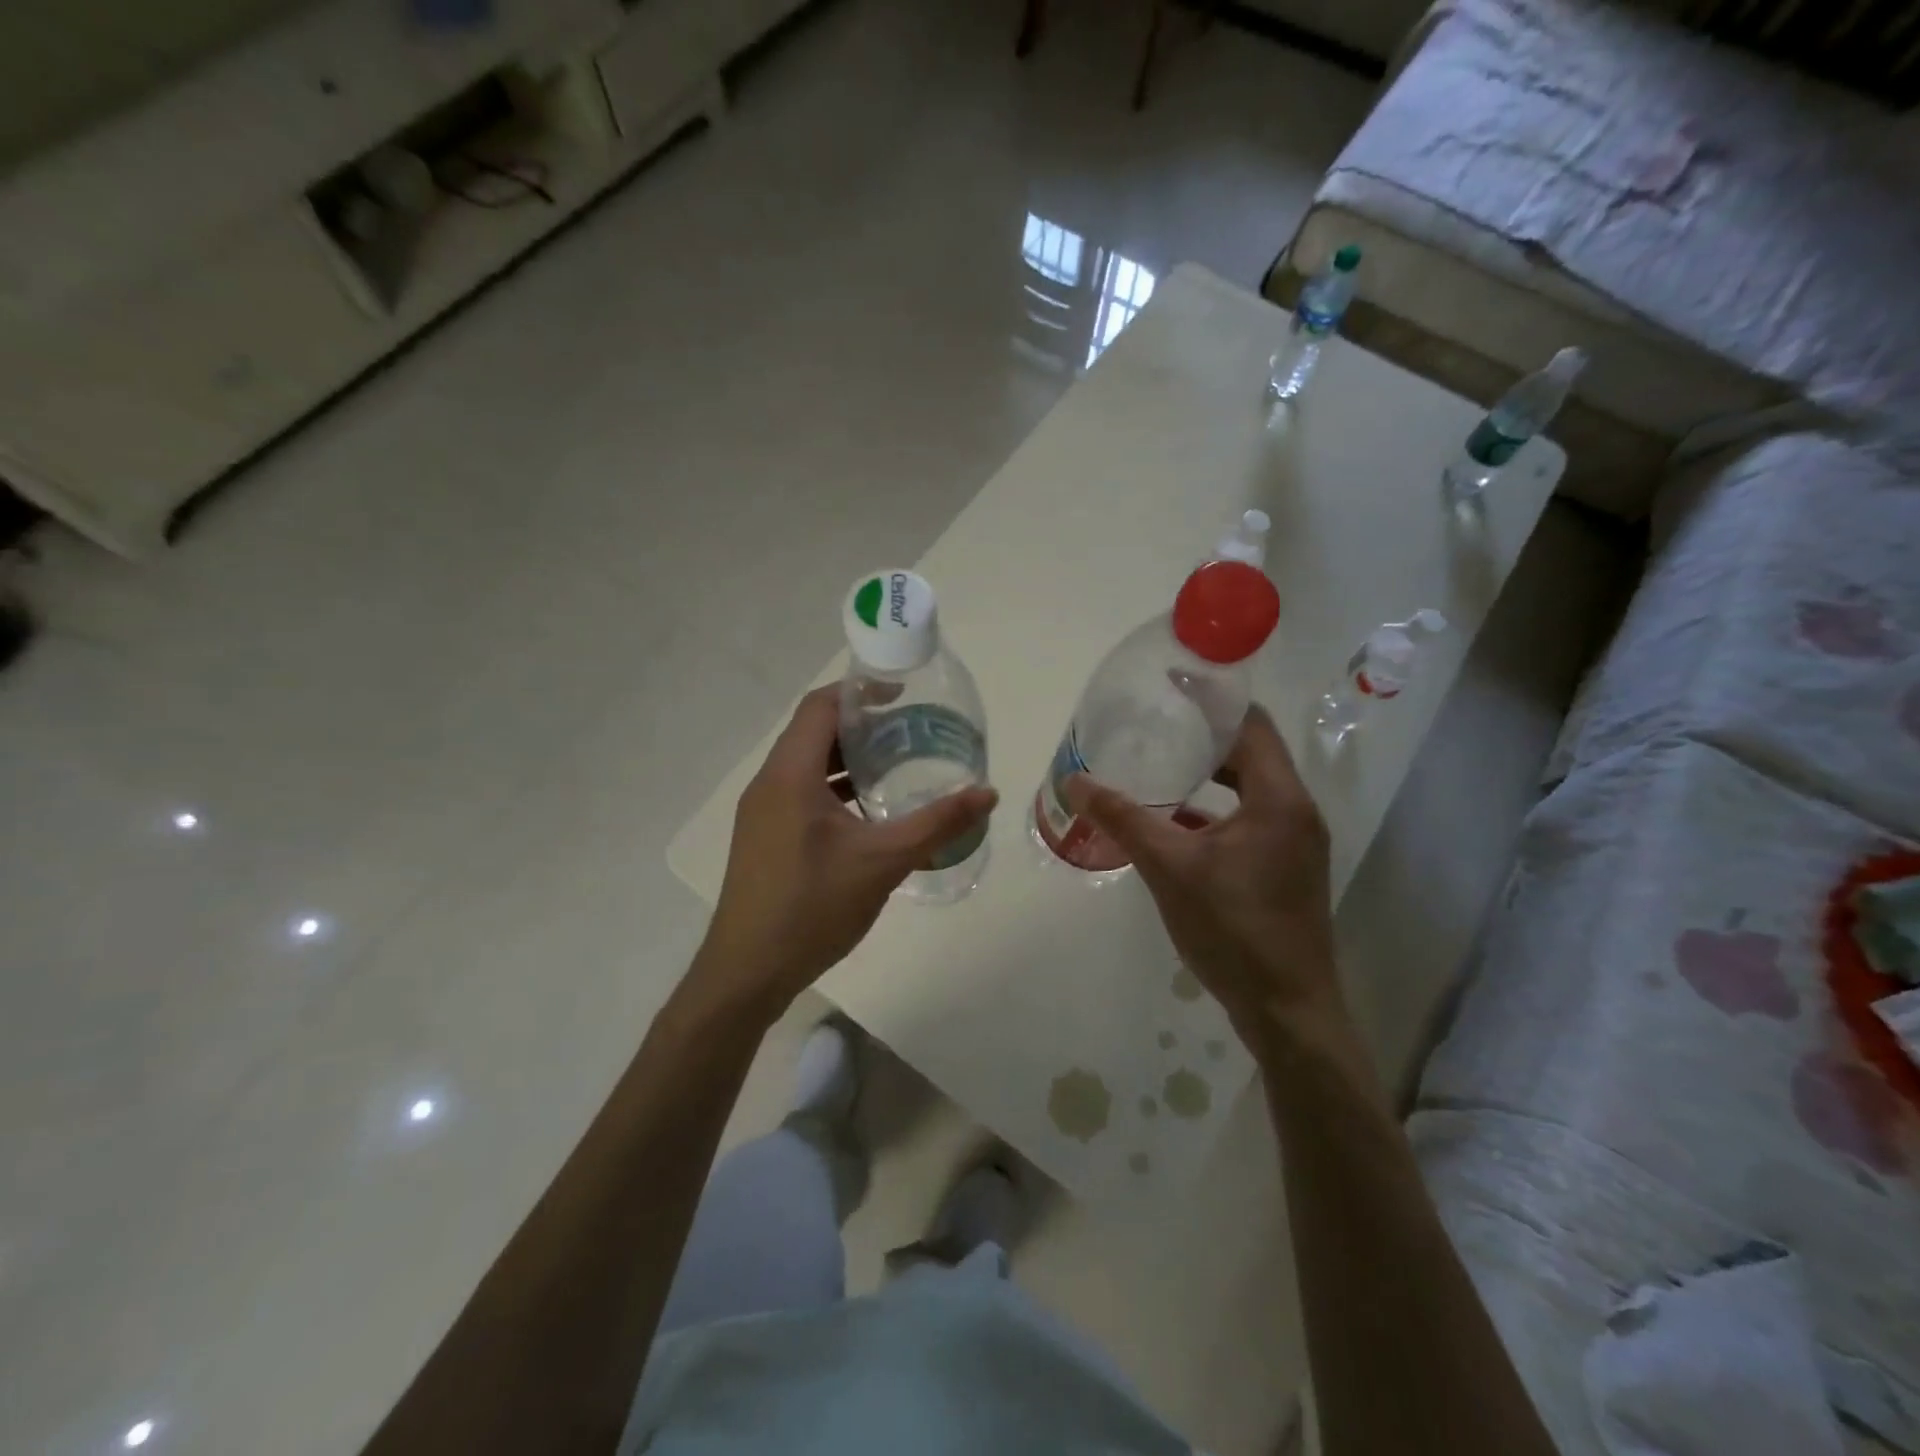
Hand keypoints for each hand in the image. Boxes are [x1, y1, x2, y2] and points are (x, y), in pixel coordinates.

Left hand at [695, 685, 997, 1021]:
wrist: (747, 972)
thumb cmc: (812, 907)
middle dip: (861, 725)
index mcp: (789, 775)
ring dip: (848, 759)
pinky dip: (834, 789)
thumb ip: (937, 824)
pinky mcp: (764, 837)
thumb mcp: (882, 862)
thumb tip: (988, 793)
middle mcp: (769, 784)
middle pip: (813, 732)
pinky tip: (868, 813)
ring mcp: (762, 812)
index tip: (903, 695)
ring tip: (897, 764)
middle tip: (910, 730)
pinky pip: (801, 793)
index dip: (860, 692)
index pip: (820, 706)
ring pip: (806, 766)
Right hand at [1065, 705, 1340, 1045]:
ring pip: (1251, 785)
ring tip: (1162, 759)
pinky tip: (1176, 816)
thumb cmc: (1232, 929)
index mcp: (1278, 798)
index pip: (1250, 723)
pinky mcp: (1286, 865)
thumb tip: (1073, 781)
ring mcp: (1295, 840)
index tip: (1171, 683)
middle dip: (1206, 733)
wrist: (1287, 1009)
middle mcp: (1296, 810)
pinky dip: (1217, 805)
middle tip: (1157, 719)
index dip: (1213, 699)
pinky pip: (1251, 815)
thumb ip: (1122, 819)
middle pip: (1252, 750)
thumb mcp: (1169, 868)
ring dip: (1211, 770)